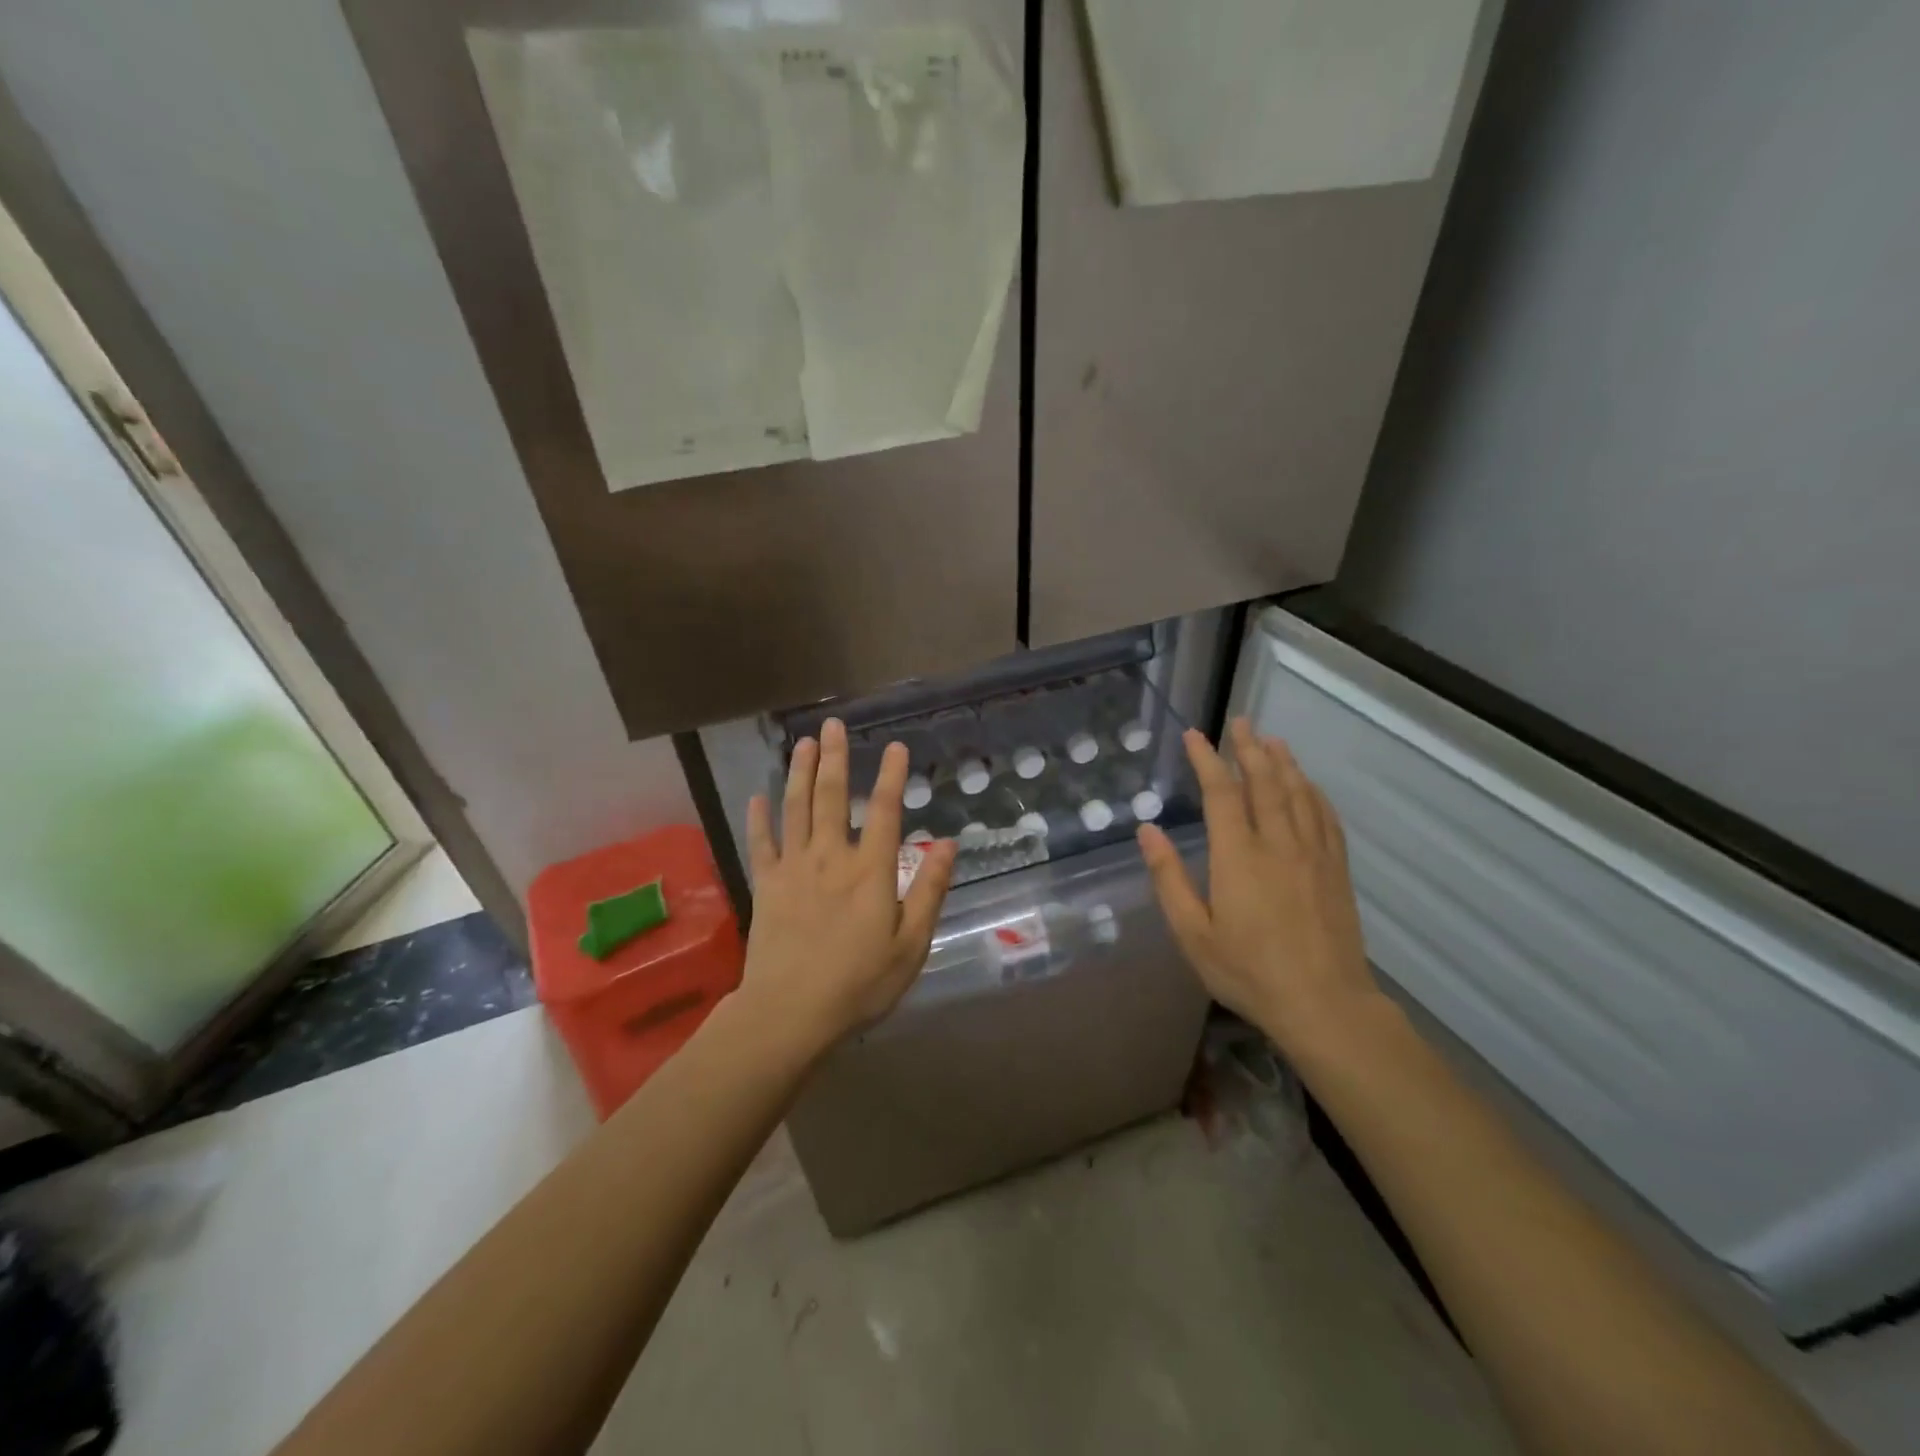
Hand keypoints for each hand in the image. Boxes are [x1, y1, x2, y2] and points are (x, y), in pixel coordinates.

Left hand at [741, 718, 955, 1055]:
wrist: (790, 1013)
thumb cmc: (859, 984)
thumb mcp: (911, 945)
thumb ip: (930, 891)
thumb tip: (948, 844)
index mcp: (871, 871)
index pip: (886, 811)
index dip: (892, 776)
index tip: (895, 746)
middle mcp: (831, 857)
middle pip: (833, 797)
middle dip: (835, 759)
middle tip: (832, 725)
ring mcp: (794, 868)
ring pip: (796, 809)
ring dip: (800, 774)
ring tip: (803, 744)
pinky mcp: (766, 886)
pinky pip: (760, 844)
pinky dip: (758, 819)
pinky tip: (757, 797)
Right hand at [1137, 718, 1377, 1051]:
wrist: (1324, 1004)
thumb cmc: (1249, 971)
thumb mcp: (1193, 933)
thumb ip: (1168, 878)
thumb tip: (1147, 830)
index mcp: (1238, 856)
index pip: (1221, 793)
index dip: (1207, 760)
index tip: (1195, 735)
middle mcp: (1278, 844)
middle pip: (1265, 782)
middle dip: (1250, 748)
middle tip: (1241, 722)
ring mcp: (1313, 854)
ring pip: (1299, 794)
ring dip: (1284, 763)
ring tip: (1272, 740)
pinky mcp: (1336, 870)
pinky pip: (1326, 818)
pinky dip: (1314, 793)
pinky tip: (1309, 785)